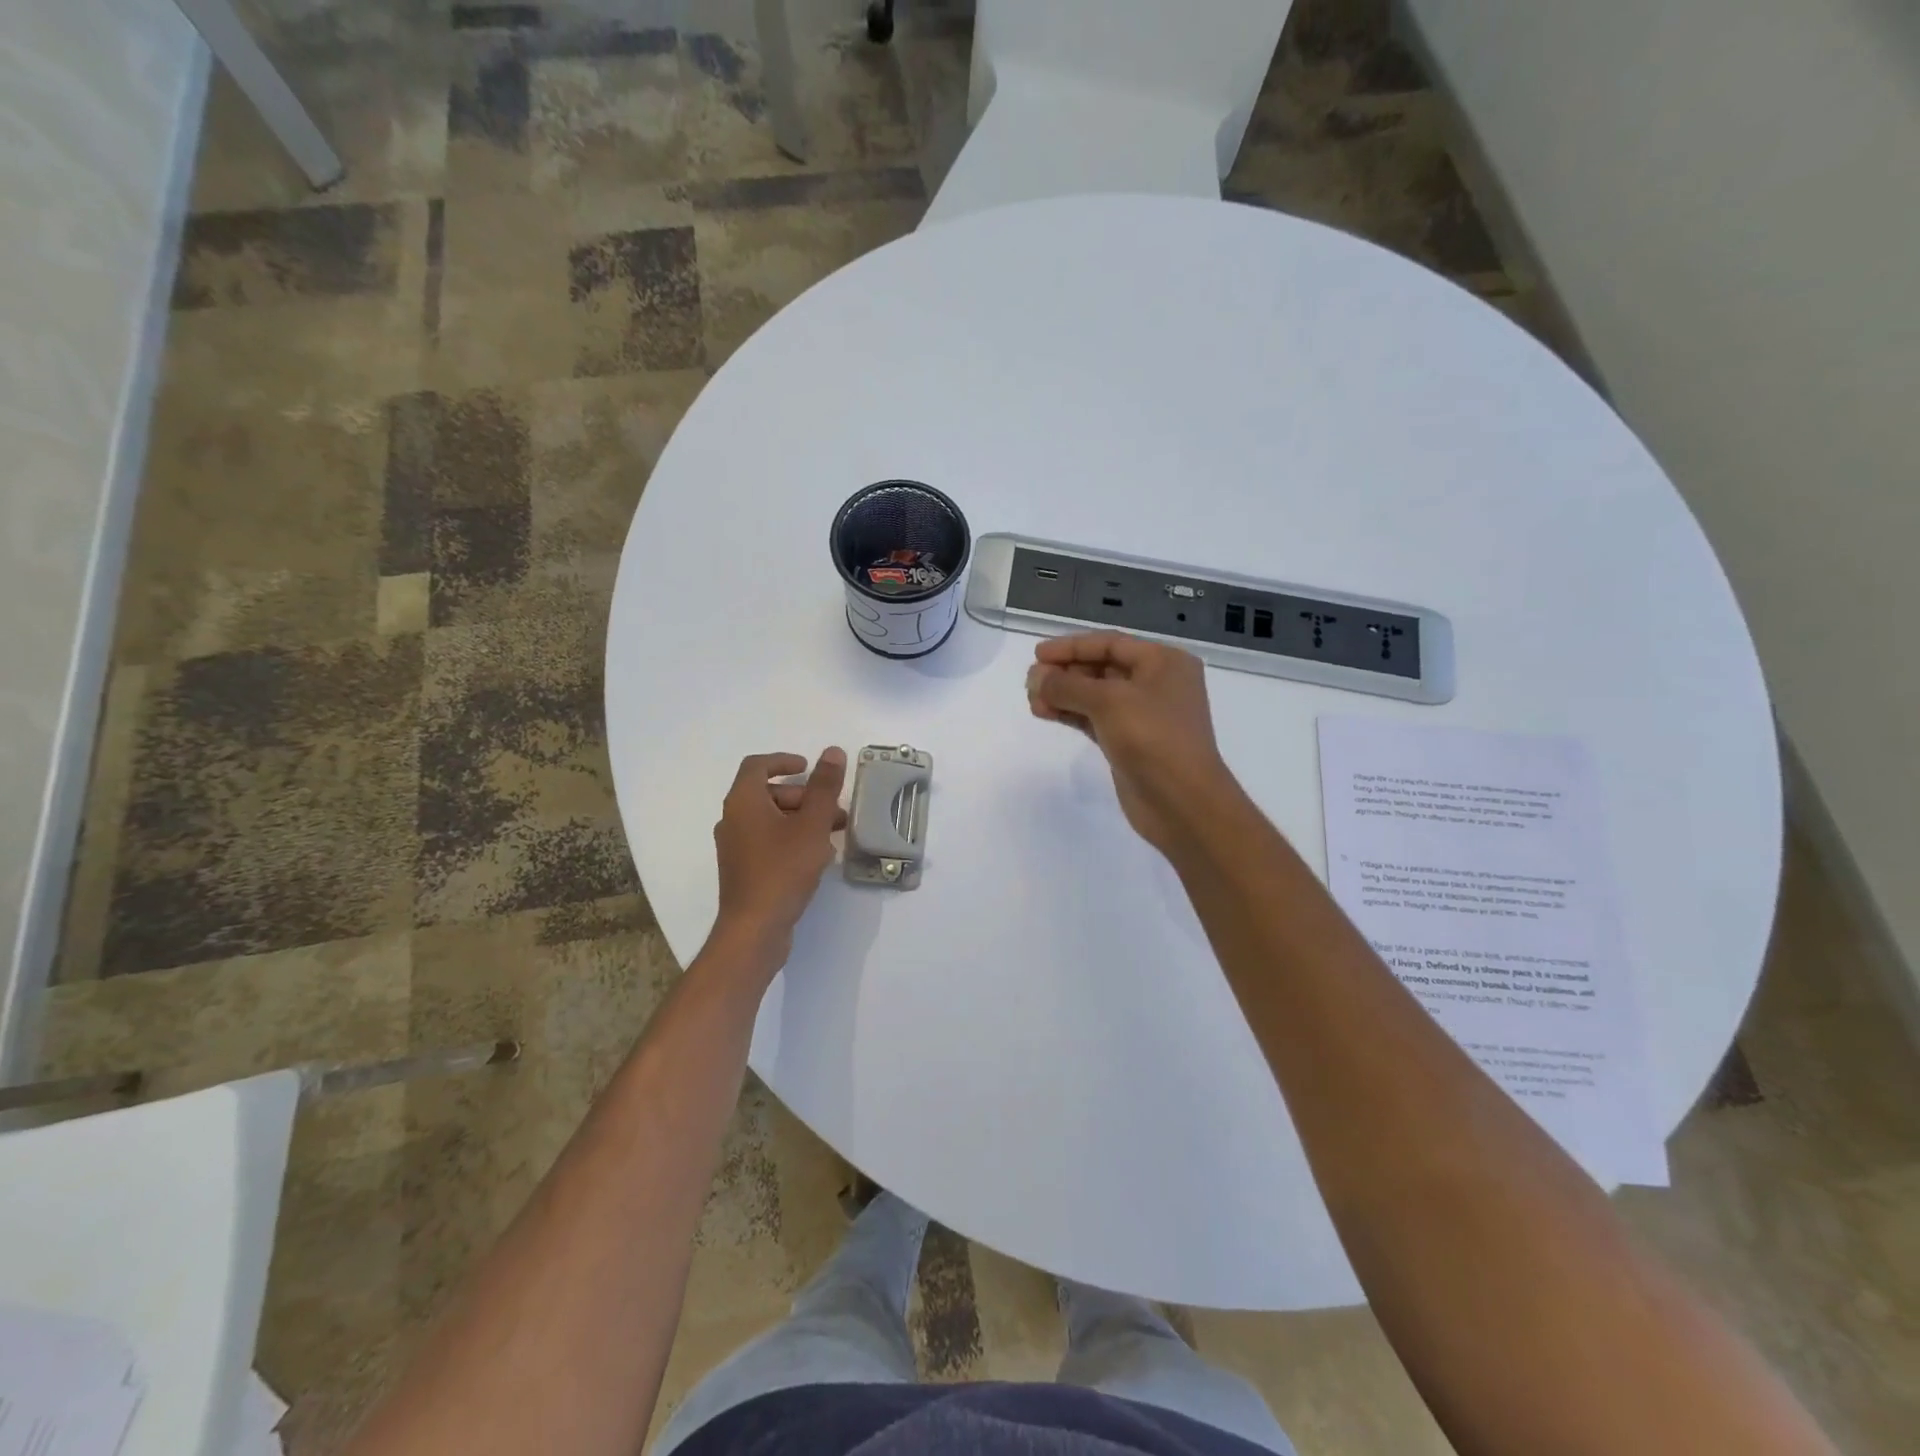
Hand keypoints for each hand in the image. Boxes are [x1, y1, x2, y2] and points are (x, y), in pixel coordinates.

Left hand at [711, 749, 847, 970]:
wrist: (754, 929)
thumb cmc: (783, 870)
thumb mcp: (812, 825)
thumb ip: (824, 787)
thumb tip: (832, 752)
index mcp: (743, 802)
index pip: (757, 765)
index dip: (784, 761)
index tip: (809, 767)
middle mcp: (733, 820)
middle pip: (768, 793)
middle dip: (804, 796)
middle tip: (834, 809)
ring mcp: (736, 847)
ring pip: (771, 819)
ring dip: (802, 819)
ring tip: (835, 833)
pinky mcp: (744, 869)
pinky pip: (769, 841)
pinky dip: (792, 838)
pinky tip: (819, 856)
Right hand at [1025, 633, 1240, 854]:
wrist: (1182, 802)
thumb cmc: (1152, 738)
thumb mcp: (1108, 701)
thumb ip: (1067, 685)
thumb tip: (1036, 677)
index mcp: (1163, 662)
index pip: (1110, 643)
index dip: (1071, 646)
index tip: (1037, 654)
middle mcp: (1156, 684)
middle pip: (1102, 668)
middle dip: (1065, 672)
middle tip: (1030, 682)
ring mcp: (1143, 715)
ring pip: (1095, 696)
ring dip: (1063, 695)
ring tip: (1032, 700)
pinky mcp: (1129, 742)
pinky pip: (1095, 719)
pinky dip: (1071, 714)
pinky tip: (1045, 713)